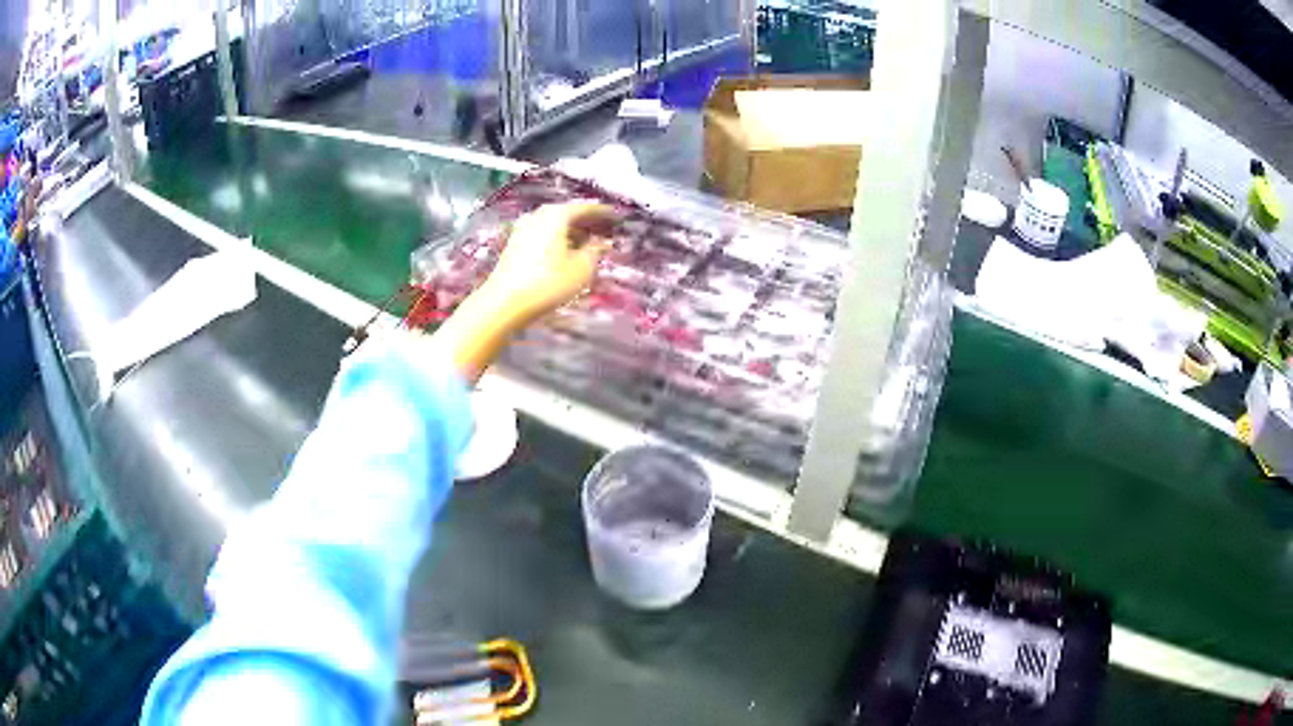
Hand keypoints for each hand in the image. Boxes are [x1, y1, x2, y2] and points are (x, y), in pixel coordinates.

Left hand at [430, 202, 614, 383]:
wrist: (503, 303)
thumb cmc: (547, 283)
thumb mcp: (582, 269)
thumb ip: (596, 251)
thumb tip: (602, 242)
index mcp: (557, 215)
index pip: (586, 208)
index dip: (603, 213)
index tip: (617, 218)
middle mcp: (538, 216)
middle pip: (567, 214)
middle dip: (586, 222)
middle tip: (603, 230)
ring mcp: (523, 229)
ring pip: (553, 225)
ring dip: (571, 232)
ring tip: (587, 244)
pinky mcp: (514, 245)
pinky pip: (542, 235)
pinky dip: (557, 240)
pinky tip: (564, 254)